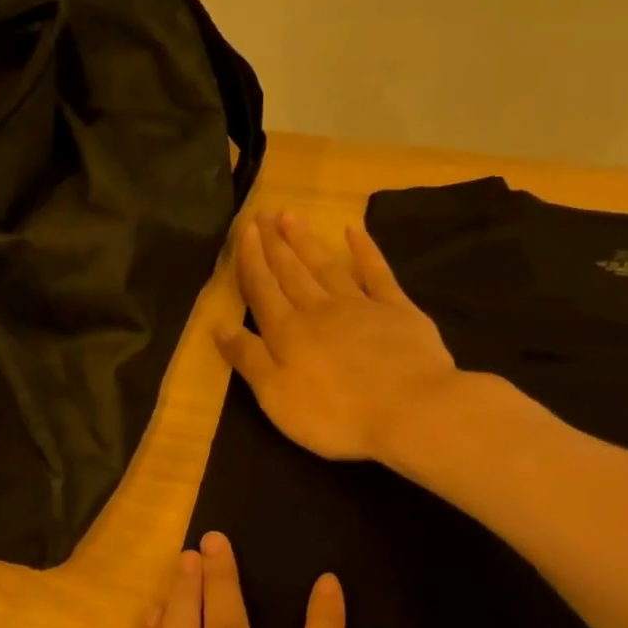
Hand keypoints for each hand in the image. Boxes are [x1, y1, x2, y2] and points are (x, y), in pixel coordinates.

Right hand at [217, 211, 459, 460]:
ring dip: (306, 241)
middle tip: (264, 214)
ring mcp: (360, 306)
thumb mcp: (276, 396)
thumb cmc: (334, 414)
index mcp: (287, 333)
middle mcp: (319, 310)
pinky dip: (364, 250)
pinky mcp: (397, 310)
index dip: (251, 261)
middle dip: (275, 244)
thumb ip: (248, 358)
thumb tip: (219, 325)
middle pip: (291, 272)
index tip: (245, 231)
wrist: (409, 410)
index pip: (262, 290)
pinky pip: (376, 272)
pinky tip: (354, 231)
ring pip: (326, 266)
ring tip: (291, 216)